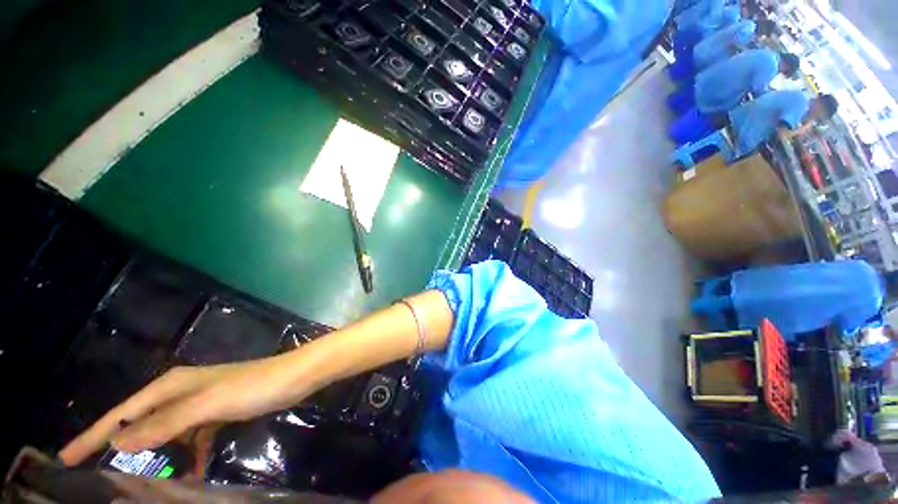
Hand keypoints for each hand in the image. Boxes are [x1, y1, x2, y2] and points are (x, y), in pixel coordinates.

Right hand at [59, 355, 311, 466]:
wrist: (294, 378)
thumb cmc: (252, 387)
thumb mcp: (205, 405)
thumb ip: (164, 423)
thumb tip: (119, 442)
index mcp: (171, 386)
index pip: (120, 414)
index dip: (92, 436)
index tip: (63, 459)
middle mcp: (181, 392)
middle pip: (140, 424)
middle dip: (120, 449)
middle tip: (99, 479)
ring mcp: (200, 403)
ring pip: (166, 436)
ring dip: (158, 459)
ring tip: (144, 486)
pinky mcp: (218, 413)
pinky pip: (193, 439)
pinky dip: (189, 457)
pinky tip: (189, 475)